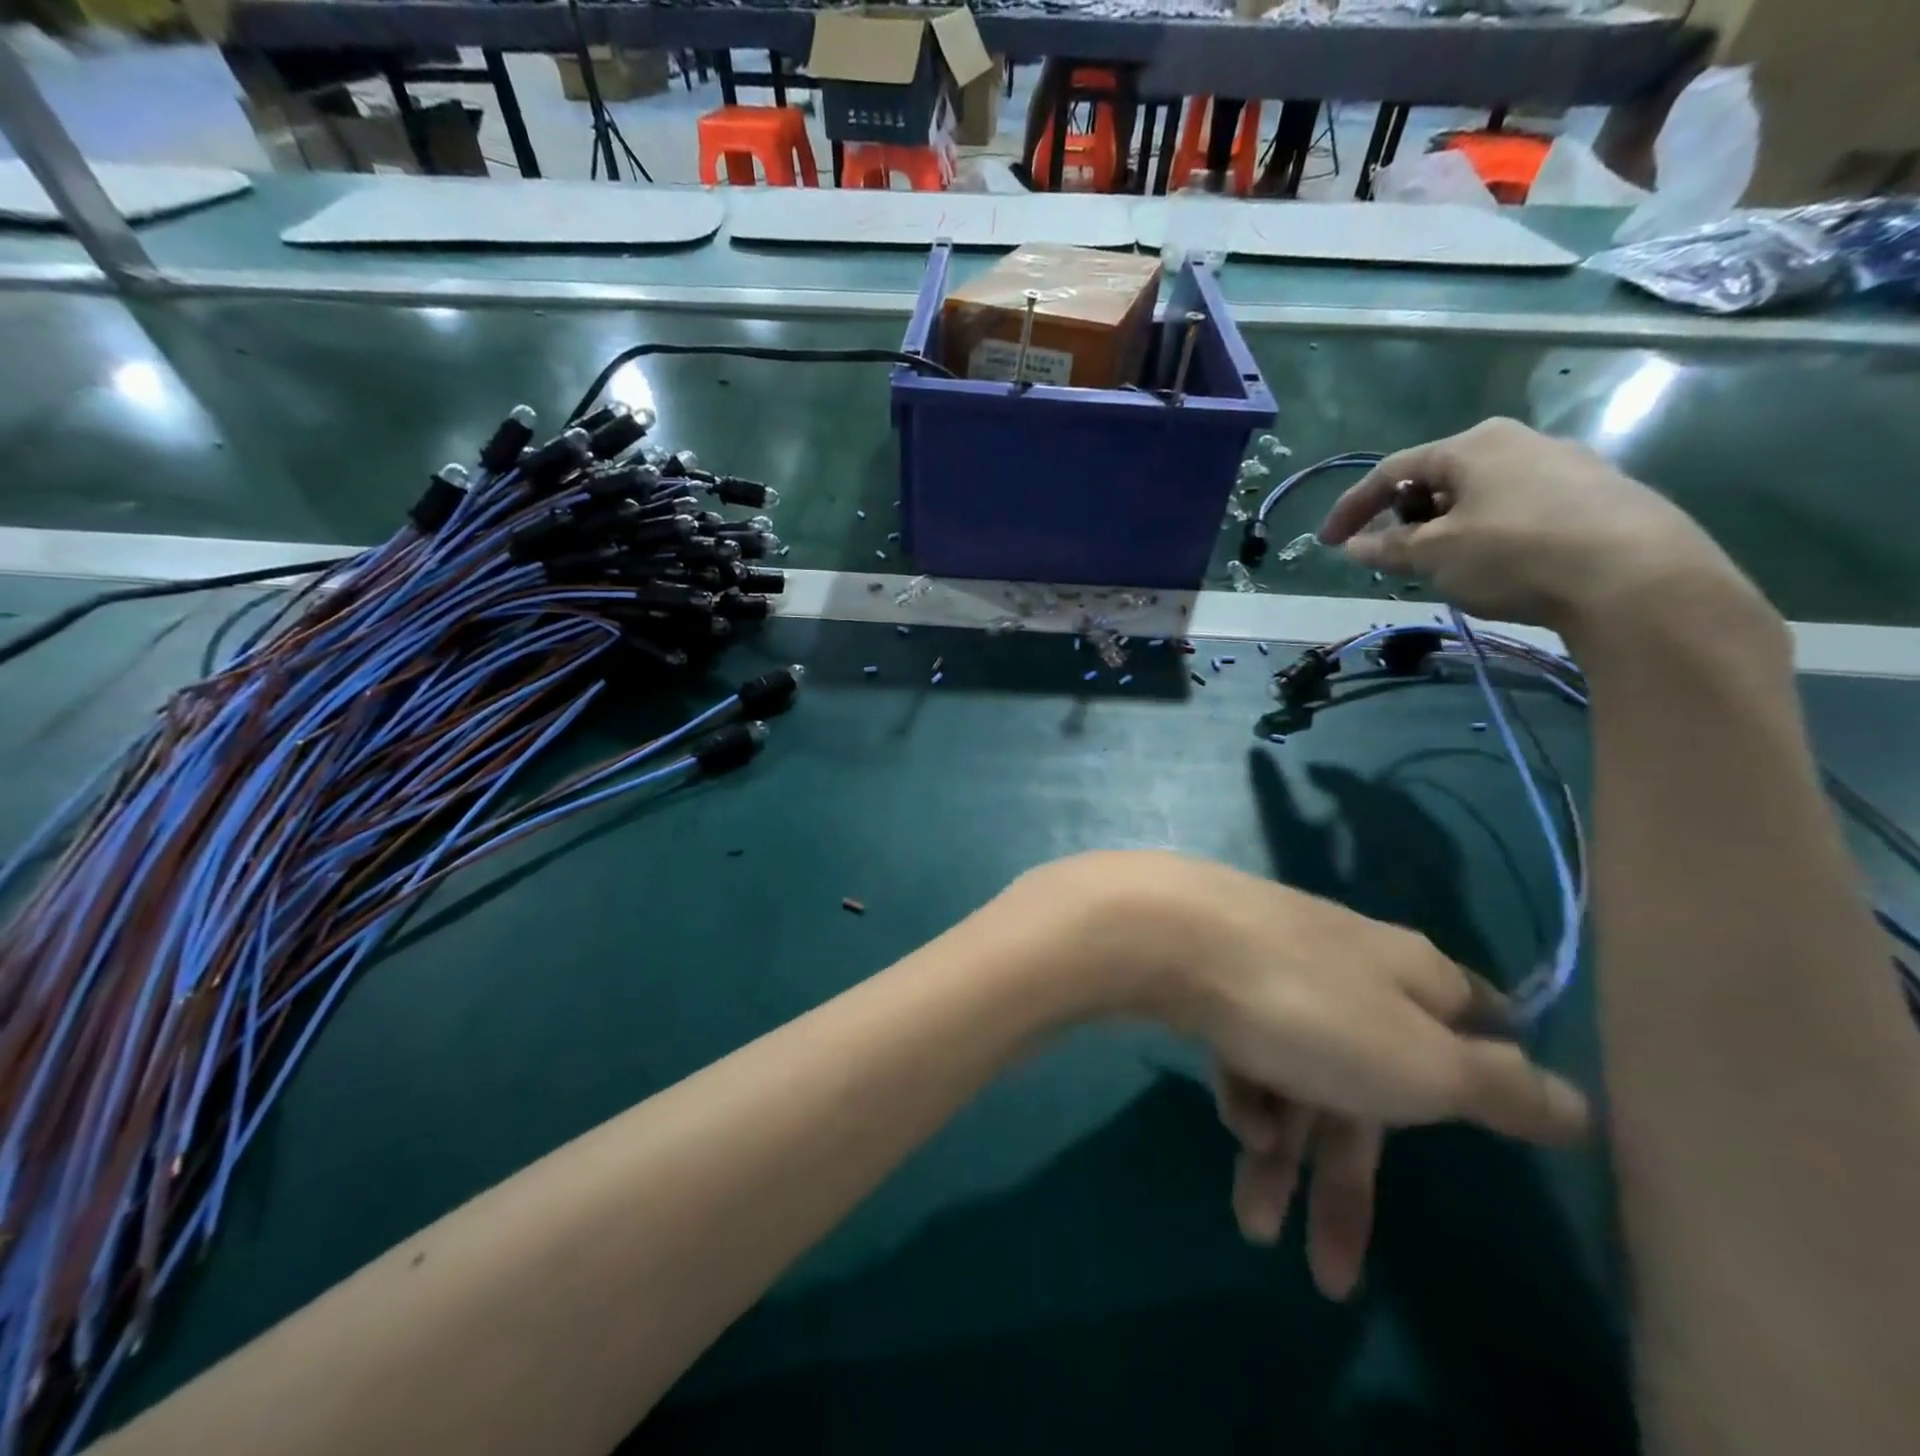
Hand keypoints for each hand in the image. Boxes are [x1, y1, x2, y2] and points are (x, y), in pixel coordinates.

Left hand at [1037, 851, 1588, 1299]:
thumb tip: (1580, 1106)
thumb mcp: (1420, 1064)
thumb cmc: (1307, 1006)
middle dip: (1348, 1178)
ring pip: (1299, 1074)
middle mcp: (1348, 967)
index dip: (1489, 1072)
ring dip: (1283, 1153)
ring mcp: (1274, 967)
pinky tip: (1236, 1118)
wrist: (1169, 934)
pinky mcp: (1215, 976)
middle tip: (1328, 1276)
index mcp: (1412, 979)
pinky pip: (1247, 1047)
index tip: (1491, 1120)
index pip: (1476, 1021)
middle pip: (1371, 1083)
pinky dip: (1246, 1092)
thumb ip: (1498, 1089)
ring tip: (1253, 1223)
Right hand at [1316, 418, 1746, 633]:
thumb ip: (1387, 549)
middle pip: (1437, 477)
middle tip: (1393, 556)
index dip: (1351, 508)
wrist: (1638, 577)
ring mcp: (1565, 463)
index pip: (1391, 471)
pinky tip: (1498, 564)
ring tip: (1444, 565)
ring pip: (1480, 493)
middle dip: (1404, 517)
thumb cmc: (1515, 554)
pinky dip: (1488, 531)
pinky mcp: (1598, 493)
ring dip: (1446, 526)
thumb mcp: (1434, 556)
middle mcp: (1518, 441)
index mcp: (1472, 445)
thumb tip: (1353, 546)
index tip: (1328, 542)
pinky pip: (1519, 507)